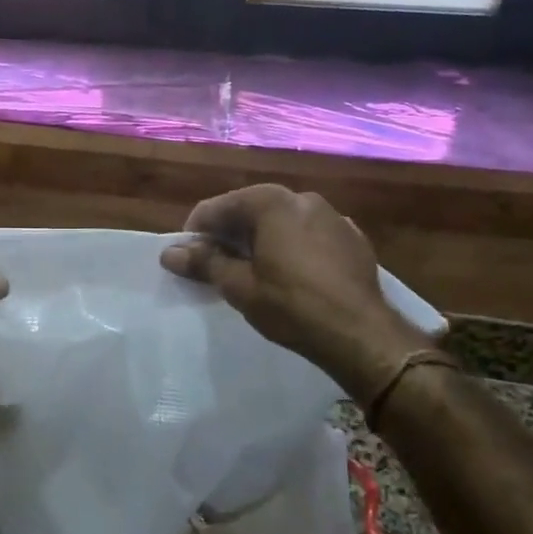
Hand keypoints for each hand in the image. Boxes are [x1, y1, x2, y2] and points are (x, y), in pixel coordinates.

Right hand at [160, 185, 430, 399]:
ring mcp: (332, 216)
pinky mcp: (352, 238)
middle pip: (249, 210)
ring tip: (251, 272)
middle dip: (228, 234)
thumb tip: (170, 252)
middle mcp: (302, 198)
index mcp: (270, 202)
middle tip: (215, 267)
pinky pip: (308, 235)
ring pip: (281, 221)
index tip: (188, 260)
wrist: (362, 335)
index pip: (217, 208)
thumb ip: (204, 262)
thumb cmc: (292, 306)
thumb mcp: (239, 286)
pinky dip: (291, 246)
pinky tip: (290, 275)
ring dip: (260, 239)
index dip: (196, 233)